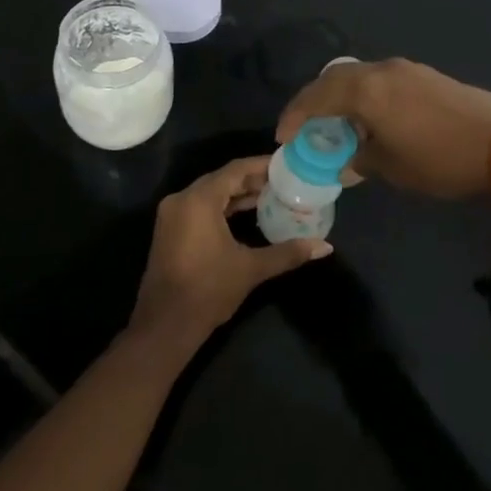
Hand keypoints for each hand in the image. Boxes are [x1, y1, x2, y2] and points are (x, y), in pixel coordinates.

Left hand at [128, 157, 331, 356]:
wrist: (165, 325)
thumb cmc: (209, 290)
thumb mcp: (251, 268)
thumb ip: (288, 252)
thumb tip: (325, 247)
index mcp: (199, 199)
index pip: (235, 169)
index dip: (262, 165)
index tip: (286, 165)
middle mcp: (182, 199)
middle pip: (222, 179)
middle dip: (252, 179)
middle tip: (283, 181)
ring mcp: (172, 214)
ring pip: (210, 193)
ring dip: (237, 194)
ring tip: (271, 196)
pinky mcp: (170, 230)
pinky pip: (200, 207)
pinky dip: (222, 207)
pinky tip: (246, 215)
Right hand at [276, 57, 490, 200]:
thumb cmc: (440, 160)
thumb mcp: (391, 168)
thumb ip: (359, 160)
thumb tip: (346, 161)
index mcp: (365, 91)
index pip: (315, 96)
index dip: (294, 116)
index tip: (283, 137)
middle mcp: (381, 70)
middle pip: (334, 79)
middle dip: (314, 102)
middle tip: (305, 127)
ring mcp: (407, 69)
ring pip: (359, 77)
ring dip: (342, 98)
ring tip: (338, 125)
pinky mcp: (427, 75)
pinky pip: (381, 80)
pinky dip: (366, 96)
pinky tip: (373, 119)